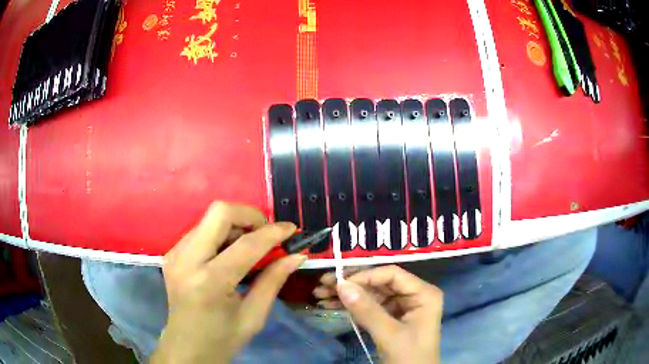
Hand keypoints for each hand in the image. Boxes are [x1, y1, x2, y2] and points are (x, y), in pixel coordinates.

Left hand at [150, 202, 304, 363]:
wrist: (186, 346)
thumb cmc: (222, 338)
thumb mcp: (254, 316)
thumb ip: (273, 281)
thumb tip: (297, 255)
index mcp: (210, 283)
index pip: (246, 244)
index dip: (273, 232)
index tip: (292, 229)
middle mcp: (187, 260)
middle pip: (219, 212)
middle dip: (249, 216)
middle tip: (266, 234)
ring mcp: (175, 254)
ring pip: (209, 218)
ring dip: (235, 225)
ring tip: (250, 248)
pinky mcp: (172, 253)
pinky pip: (201, 230)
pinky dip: (221, 235)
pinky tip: (229, 255)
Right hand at [313, 265, 442, 363]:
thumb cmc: (409, 356)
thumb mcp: (389, 334)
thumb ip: (367, 310)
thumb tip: (341, 285)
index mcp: (423, 293)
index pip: (392, 274)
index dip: (365, 276)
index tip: (340, 284)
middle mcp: (414, 295)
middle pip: (379, 283)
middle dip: (351, 285)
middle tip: (324, 284)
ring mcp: (402, 306)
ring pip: (372, 294)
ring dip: (348, 295)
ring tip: (321, 294)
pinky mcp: (392, 318)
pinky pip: (370, 307)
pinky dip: (352, 307)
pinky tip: (332, 305)